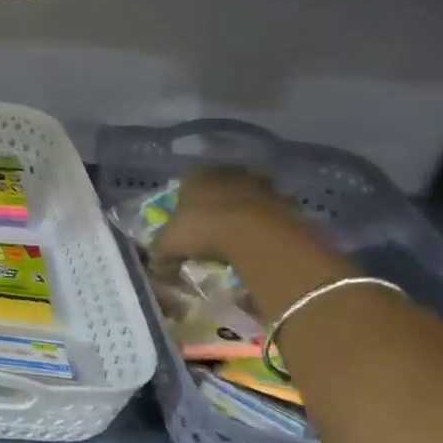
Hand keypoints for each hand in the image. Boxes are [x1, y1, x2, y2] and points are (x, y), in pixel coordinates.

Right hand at [151, 165, 306, 268]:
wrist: (256, 234)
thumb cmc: (204, 230)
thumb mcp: (171, 245)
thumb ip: (161, 255)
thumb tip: (156, 269)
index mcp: (197, 176)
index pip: (188, 181)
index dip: (187, 199)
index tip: (188, 218)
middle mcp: (229, 173)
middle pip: (222, 184)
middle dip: (220, 200)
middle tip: (216, 224)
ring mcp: (260, 184)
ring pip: (251, 192)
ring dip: (248, 207)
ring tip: (243, 232)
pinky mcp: (286, 201)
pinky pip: (276, 210)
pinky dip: (272, 221)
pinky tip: (266, 239)